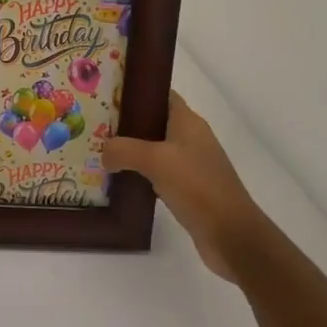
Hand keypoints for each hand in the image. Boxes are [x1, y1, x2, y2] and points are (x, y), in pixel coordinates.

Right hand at [102, 91, 267, 280]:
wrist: (231, 235)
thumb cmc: (197, 186)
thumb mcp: (155, 160)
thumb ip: (124, 150)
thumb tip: (104, 153)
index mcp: (188, 123)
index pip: (161, 95)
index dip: (138, 91)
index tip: (108, 92)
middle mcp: (191, 139)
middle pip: (155, 121)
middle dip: (127, 122)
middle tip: (95, 124)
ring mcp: (191, 165)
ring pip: (154, 149)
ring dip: (131, 150)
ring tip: (101, 151)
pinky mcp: (189, 189)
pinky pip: (158, 173)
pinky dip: (140, 173)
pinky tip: (119, 180)